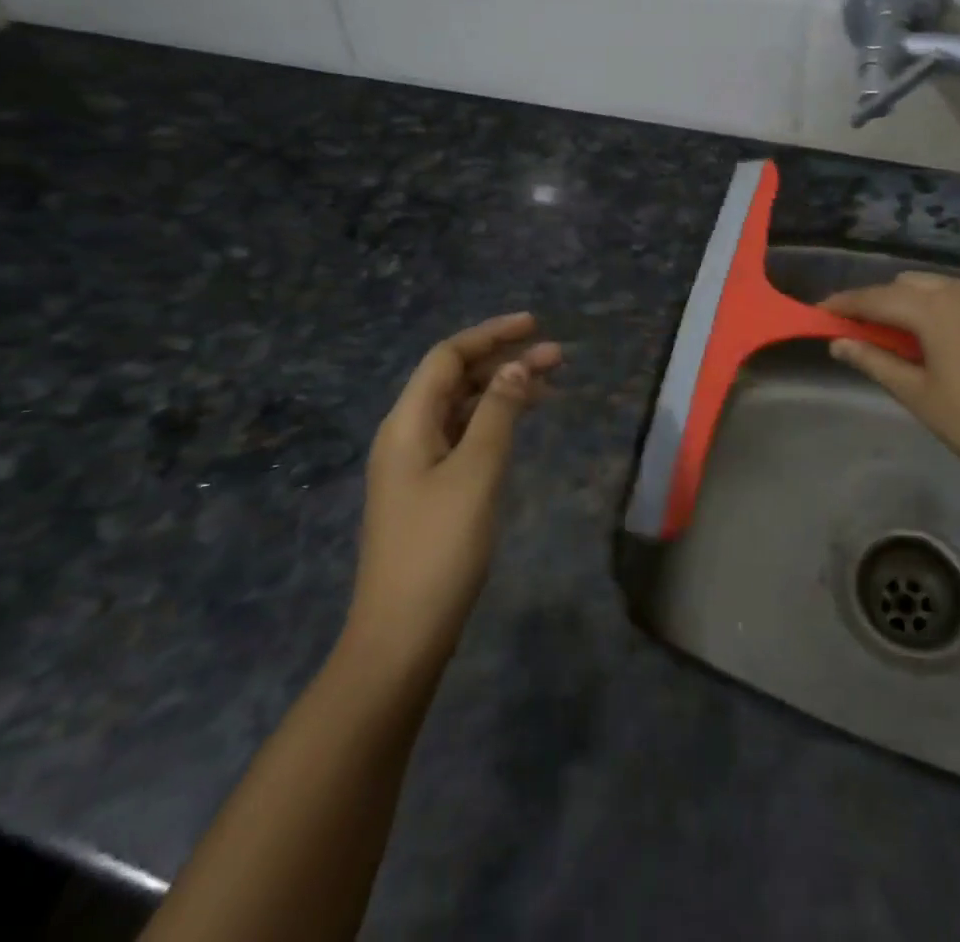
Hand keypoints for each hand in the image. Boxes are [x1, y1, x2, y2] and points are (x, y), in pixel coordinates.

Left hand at [345, 313, 561, 671]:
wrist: (402, 634)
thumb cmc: (439, 548)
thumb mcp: (475, 473)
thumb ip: (497, 413)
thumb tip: (516, 367)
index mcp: (407, 423)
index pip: (447, 357)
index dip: (490, 335)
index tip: (535, 326)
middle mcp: (408, 434)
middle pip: (456, 379)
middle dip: (504, 361)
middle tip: (557, 356)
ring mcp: (417, 464)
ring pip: (463, 408)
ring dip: (503, 390)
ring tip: (552, 384)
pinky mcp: (431, 490)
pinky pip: (465, 436)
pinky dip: (495, 421)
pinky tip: (522, 423)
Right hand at [822, 274, 959, 504]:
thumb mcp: (919, 395)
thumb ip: (875, 361)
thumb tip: (838, 343)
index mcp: (937, 308)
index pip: (877, 297)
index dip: (845, 303)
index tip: (821, 312)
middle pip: (912, 285)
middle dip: (886, 302)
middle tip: (871, 331)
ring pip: (949, 289)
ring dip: (925, 305)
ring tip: (917, 337)